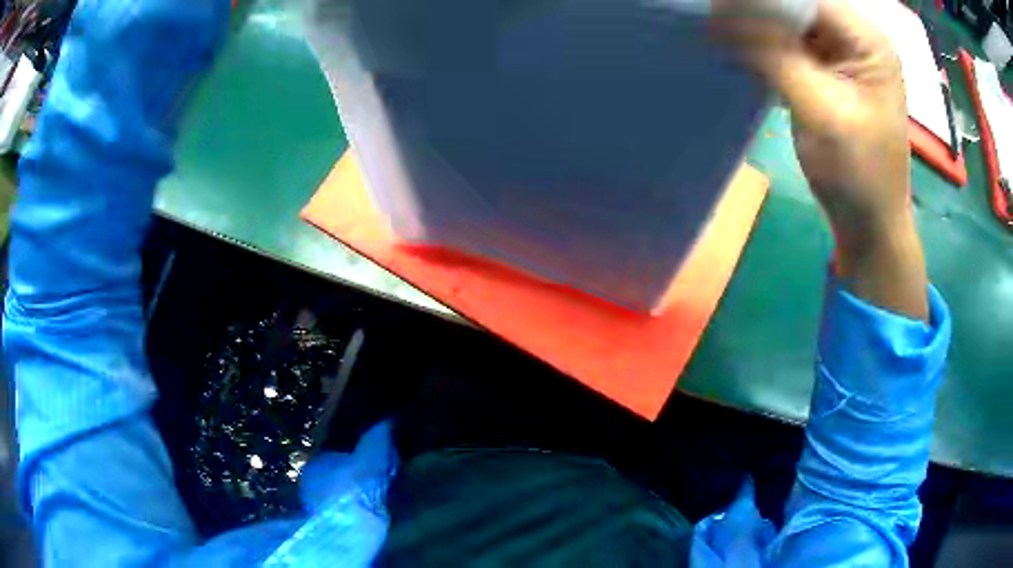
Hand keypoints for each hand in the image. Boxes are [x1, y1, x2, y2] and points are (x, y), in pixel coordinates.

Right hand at [715, 0, 928, 320]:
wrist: (870, 221)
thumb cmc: (858, 175)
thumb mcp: (819, 111)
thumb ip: (772, 53)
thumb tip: (719, 11)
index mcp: (867, 39)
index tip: (719, 6)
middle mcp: (856, 34)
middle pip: (796, 1)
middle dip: (755, 8)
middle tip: (716, 18)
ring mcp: (842, 49)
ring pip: (789, 17)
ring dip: (755, 23)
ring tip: (722, 30)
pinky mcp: (828, 66)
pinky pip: (789, 39)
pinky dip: (763, 41)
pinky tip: (740, 47)